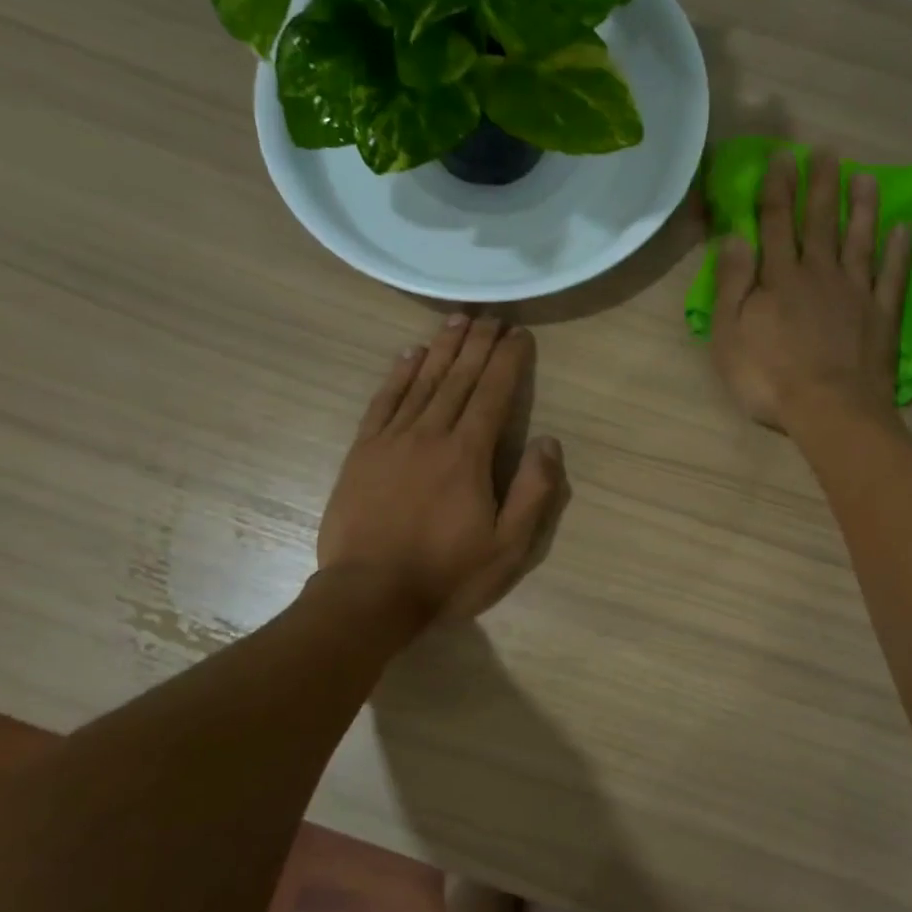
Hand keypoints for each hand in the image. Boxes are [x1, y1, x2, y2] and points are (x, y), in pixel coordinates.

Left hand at [318, 315, 569, 622]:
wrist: (369, 595)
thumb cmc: (447, 574)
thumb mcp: (508, 547)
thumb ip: (533, 492)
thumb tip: (548, 441)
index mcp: (468, 455)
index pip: (494, 394)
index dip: (508, 361)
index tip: (519, 334)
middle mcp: (430, 435)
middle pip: (458, 378)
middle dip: (478, 344)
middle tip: (491, 316)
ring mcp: (392, 440)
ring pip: (422, 381)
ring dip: (442, 348)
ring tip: (457, 320)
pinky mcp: (362, 452)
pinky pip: (383, 401)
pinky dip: (398, 374)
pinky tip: (408, 355)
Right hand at [710, 152, 911, 431]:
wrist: (830, 410)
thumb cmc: (768, 378)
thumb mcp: (729, 335)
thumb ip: (732, 284)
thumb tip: (735, 237)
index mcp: (779, 279)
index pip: (776, 223)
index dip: (778, 188)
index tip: (783, 157)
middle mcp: (819, 275)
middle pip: (820, 223)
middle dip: (821, 186)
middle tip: (827, 153)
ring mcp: (855, 293)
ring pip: (859, 241)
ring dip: (862, 208)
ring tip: (866, 178)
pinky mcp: (881, 316)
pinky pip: (892, 276)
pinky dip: (899, 251)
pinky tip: (903, 229)